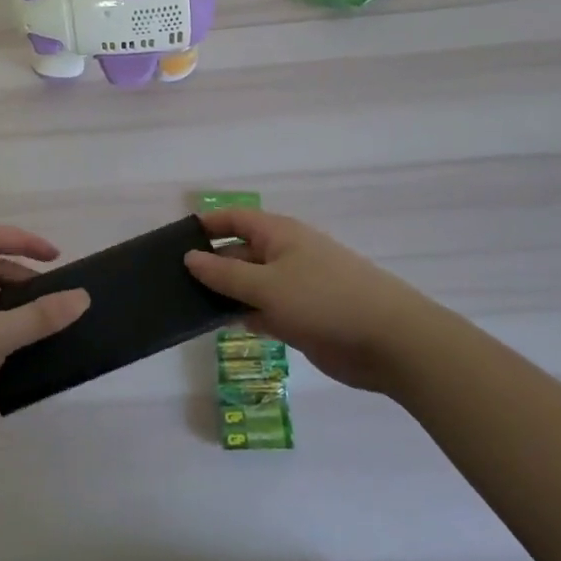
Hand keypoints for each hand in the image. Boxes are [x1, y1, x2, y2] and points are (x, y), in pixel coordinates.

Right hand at [183, 208, 449, 395]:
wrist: (390, 341)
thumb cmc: (324, 300)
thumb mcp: (267, 286)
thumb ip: (225, 275)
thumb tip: (189, 257)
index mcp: (279, 234)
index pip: (235, 219)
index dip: (207, 225)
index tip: (174, 239)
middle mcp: (285, 255)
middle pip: (239, 253)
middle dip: (210, 265)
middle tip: (170, 283)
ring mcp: (294, 287)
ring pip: (250, 285)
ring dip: (225, 294)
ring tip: (186, 306)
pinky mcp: (302, 317)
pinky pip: (263, 311)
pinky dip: (244, 316)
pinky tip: (219, 327)